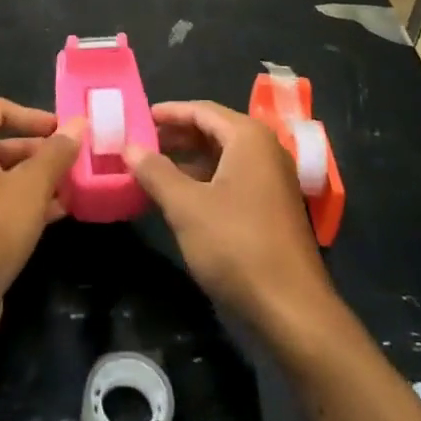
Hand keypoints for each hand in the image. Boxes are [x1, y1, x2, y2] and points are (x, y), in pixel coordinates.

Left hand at [0, 98, 82, 356]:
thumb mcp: (30, 187)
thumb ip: (56, 153)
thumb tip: (79, 123)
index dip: (31, 115)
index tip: (63, 130)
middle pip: (3, 144)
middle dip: (41, 151)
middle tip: (76, 161)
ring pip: (6, 177)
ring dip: (39, 179)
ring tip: (75, 187)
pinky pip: (1, 206)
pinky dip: (28, 204)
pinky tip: (59, 214)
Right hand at [125, 101, 334, 332]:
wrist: (291, 310)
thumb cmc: (236, 245)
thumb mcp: (186, 206)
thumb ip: (156, 172)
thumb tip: (129, 148)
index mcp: (249, 138)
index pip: (202, 110)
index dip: (169, 112)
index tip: (138, 117)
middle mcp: (265, 150)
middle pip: (214, 131)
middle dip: (176, 136)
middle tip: (140, 143)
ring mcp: (271, 181)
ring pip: (222, 157)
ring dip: (188, 160)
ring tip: (152, 169)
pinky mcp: (271, 208)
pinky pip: (231, 180)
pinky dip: (204, 181)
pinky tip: (179, 197)